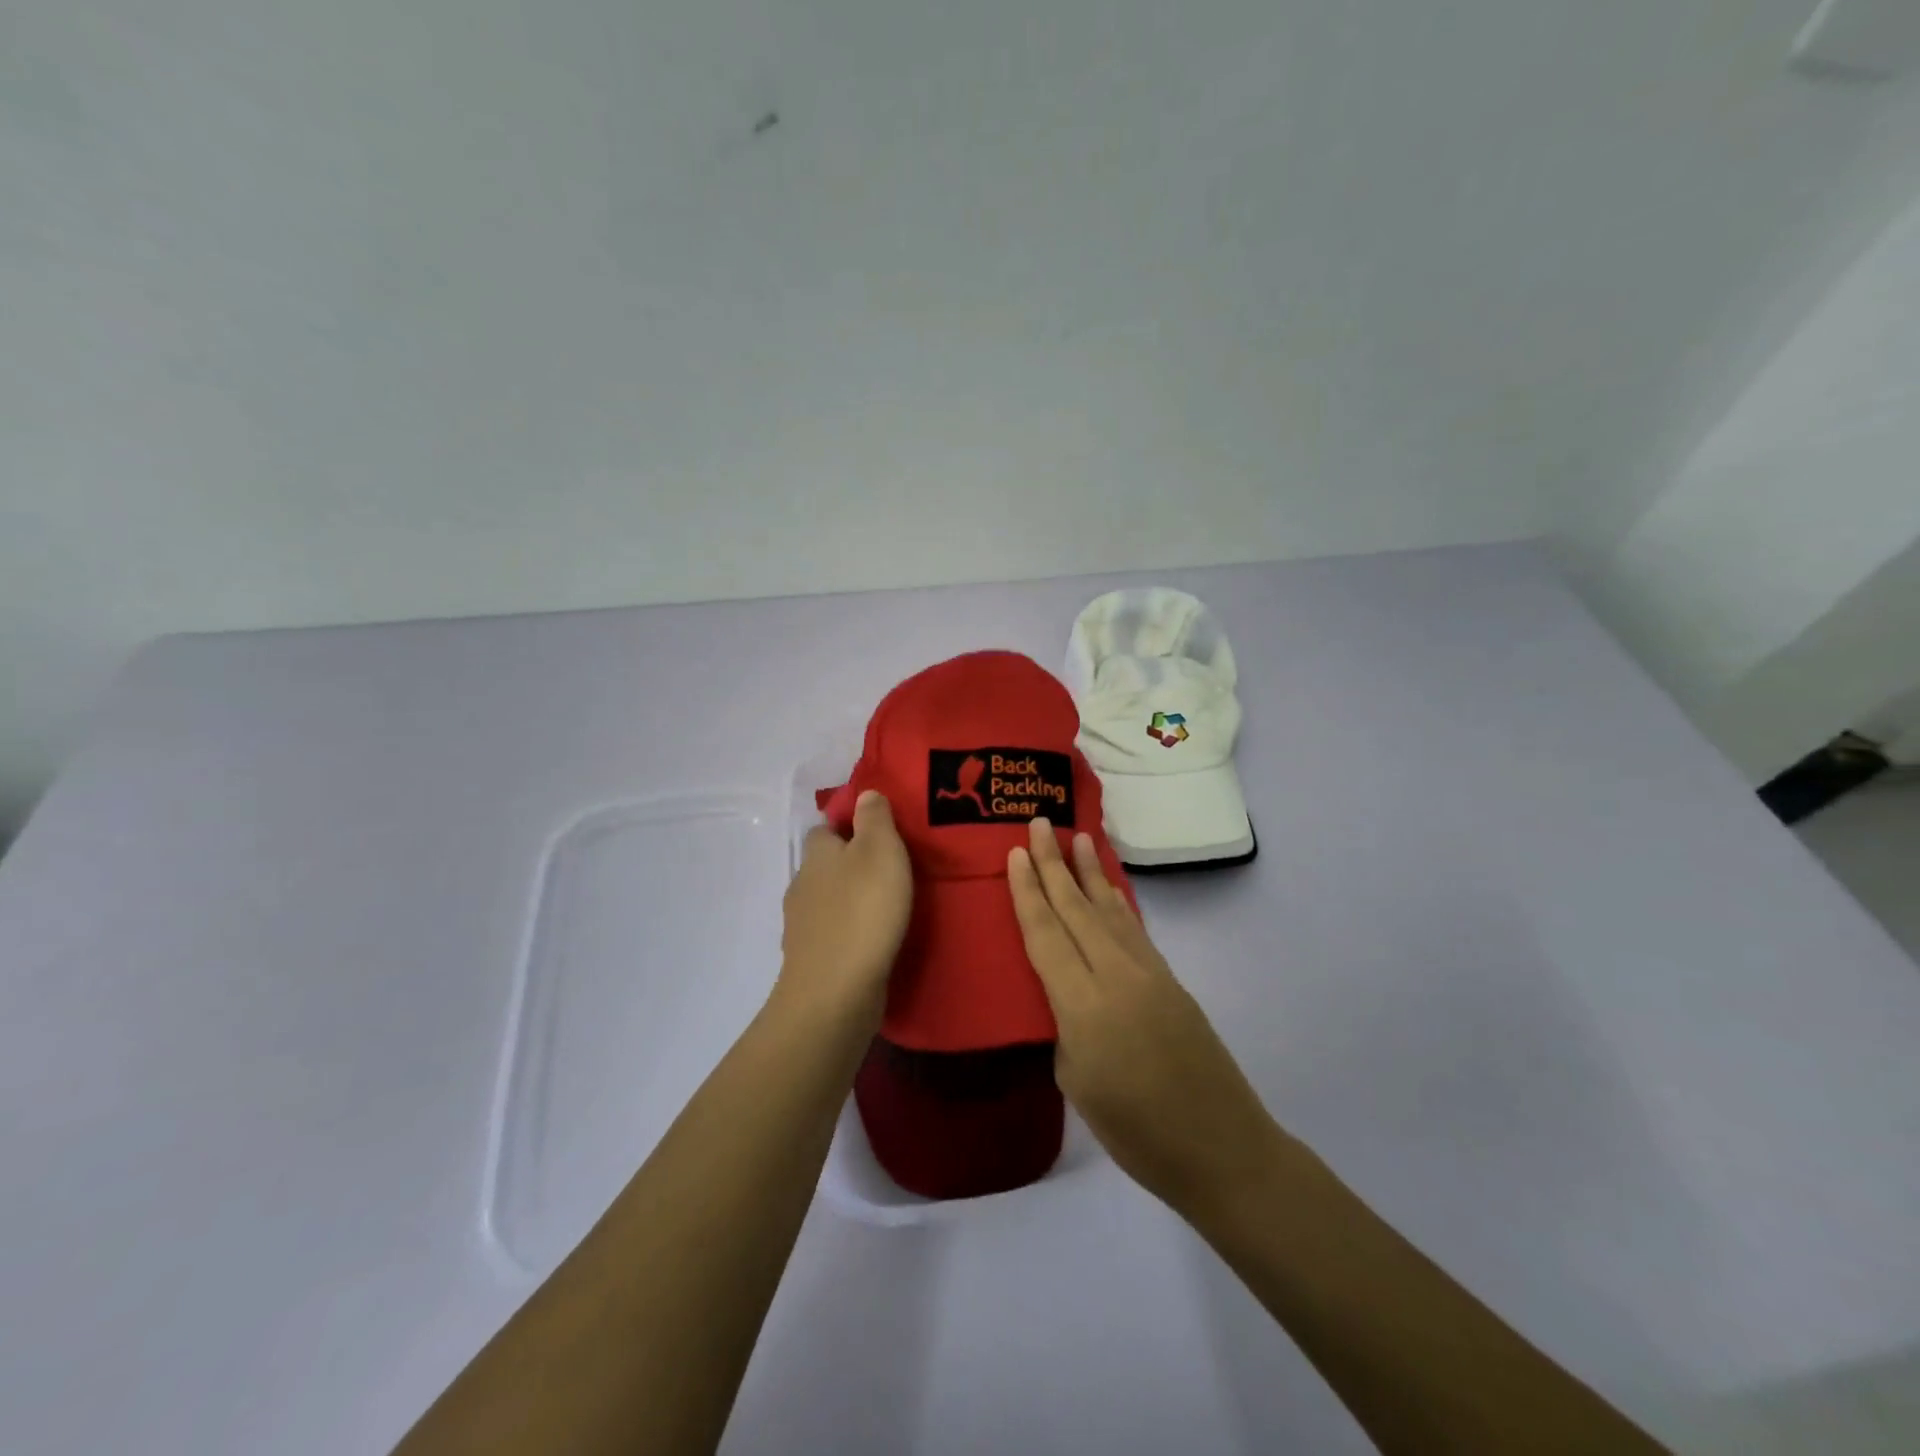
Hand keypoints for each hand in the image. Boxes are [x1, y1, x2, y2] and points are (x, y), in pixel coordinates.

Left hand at [777, 790, 912, 1028]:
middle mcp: (802, 884)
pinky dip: (851, 933)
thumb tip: (865, 795)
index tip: (881, 833)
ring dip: (852, 901)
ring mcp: (803, 926)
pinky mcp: (812, 960)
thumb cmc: (863, 911)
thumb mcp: (880, 850)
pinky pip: (833, 935)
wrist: (835, 993)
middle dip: (853, 865)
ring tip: (889, 906)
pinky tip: (874, 940)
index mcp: (816, 853)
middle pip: (827, 865)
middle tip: (893, 870)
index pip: (826, 827)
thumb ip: (875, 818)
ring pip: (829, 901)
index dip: (850, 825)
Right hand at [1008, 818, 1286, 1216]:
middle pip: (1076, 908)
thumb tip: (1068, 997)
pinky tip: (1109, 888)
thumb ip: (1065, 1027)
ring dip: (1090, 871)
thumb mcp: (1077, 1083)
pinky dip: (1116, 901)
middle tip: (1039, 822)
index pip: (1046, 934)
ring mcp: (1148, 973)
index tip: (1016, 852)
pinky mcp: (1170, 980)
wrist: (1221, 1147)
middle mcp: (1116, 975)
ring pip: (1110, 909)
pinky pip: (1133, 928)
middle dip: (1054, 863)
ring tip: (1078, 837)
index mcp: (1083, 1005)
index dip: (1028, 891)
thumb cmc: (1136, 1132)